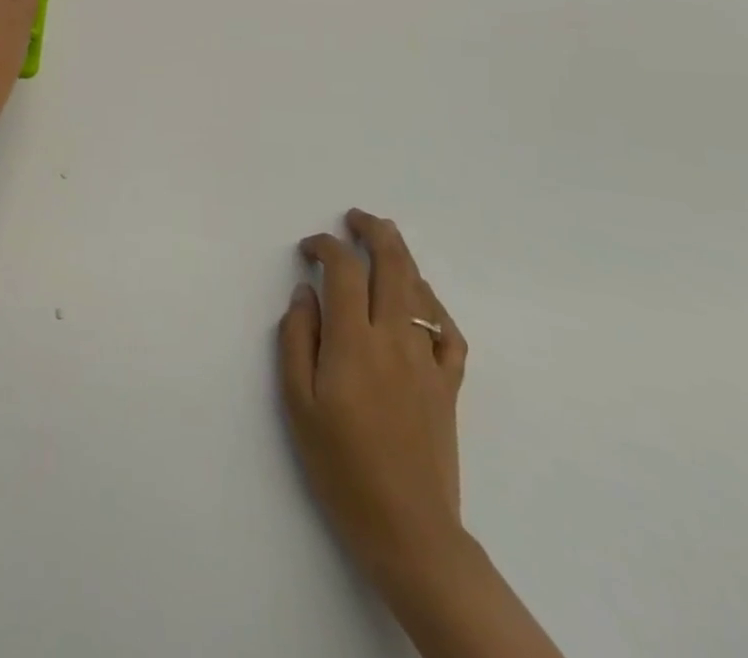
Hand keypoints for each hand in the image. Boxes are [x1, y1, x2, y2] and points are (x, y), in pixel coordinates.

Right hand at [279, 209, 468, 591]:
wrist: (408, 530)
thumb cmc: (341, 466)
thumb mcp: (298, 403)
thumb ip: (298, 339)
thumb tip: (304, 294)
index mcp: (354, 341)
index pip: (343, 270)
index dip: (325, 247)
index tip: (308, 247)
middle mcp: (395, 338)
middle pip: (391, 265)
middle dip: (373, 231)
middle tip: (355, 217)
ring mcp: (428, 360)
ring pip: (420, 290)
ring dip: (402, 256)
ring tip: (386, 239)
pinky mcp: (449, 385)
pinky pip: (448, 330)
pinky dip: (433, 303)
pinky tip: (421, 298)